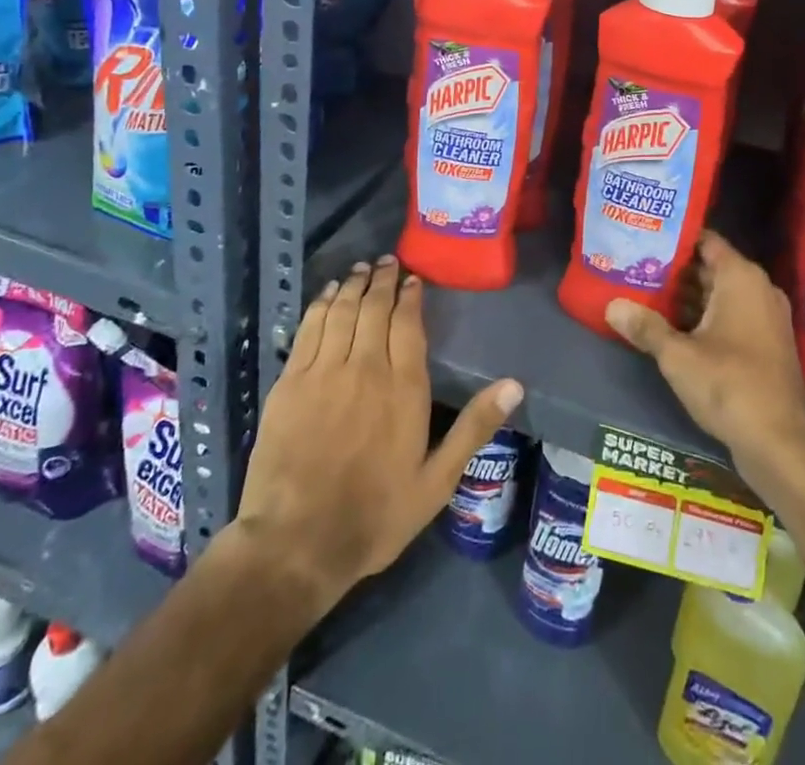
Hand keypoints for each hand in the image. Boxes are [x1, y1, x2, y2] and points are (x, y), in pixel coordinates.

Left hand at [234, 256, 521, 609]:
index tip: (412, 279)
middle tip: (386, 261)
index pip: (408, 324)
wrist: (296, 544)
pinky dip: (320, 305)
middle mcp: (365, 367)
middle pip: (374, 308)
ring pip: (342, 311)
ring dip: (353, 285)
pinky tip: (327, 294)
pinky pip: (309, 329)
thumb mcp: (437, 481)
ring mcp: (323, 371)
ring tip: (360, 269)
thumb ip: (474, 427)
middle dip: (382, 280)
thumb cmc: (375, 515)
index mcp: (404, 387)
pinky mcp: (290, 382)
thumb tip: (515, 384)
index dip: (410, 296)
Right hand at [606, 232, 804, 495]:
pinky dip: (704, 318)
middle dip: (675, 270)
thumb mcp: (678, 355)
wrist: (780, 442)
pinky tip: (671, 328)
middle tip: (635, 268)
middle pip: (710, 267)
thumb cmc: (728, 384)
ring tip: (645, 295)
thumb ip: (645, 327)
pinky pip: (730, 316)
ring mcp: (766, 318)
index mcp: (741, 277)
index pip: (705, 241)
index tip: (644, 238)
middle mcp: (758, 289)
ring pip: (720, 294)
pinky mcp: (766, 344)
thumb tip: (612, 306)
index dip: (675, 239)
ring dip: (687, 298)